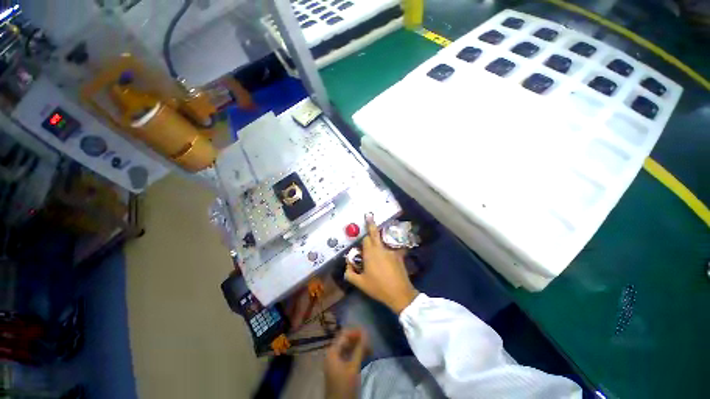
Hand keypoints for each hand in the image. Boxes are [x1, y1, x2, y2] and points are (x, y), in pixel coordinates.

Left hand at [324, 329, 368, 398]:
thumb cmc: (345, 386)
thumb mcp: (353, 367)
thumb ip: (359, 349)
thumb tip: (366, 333)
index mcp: (332, 351)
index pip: (344, 334)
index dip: (356, 332)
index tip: (367, 333)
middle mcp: (332, 353)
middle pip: (346, 340)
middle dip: (358, 340)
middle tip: (370, 342)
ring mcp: (335, 360)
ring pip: (347, 348)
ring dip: (358, 347)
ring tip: (370, 349)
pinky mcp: (338, 367)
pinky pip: (347, 355)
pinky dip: (356, 354)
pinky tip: (365, 355)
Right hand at [345, 214, 418, 313]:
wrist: (399, 293)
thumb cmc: (378, 287)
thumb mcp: (360, 283)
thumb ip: (350, 274)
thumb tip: (347, 265)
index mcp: (370, 253)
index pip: (365, 239)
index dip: (362, 238)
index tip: (361, 237)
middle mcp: (380, 248)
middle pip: (374, 233)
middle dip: (371, 224)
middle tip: (369, 215)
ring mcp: (391, 250)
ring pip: (383, 239)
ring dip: (379, 237)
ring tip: (378, 234)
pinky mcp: (399, 254)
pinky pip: (392, 247)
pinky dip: (389, 246)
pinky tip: (389, 252)